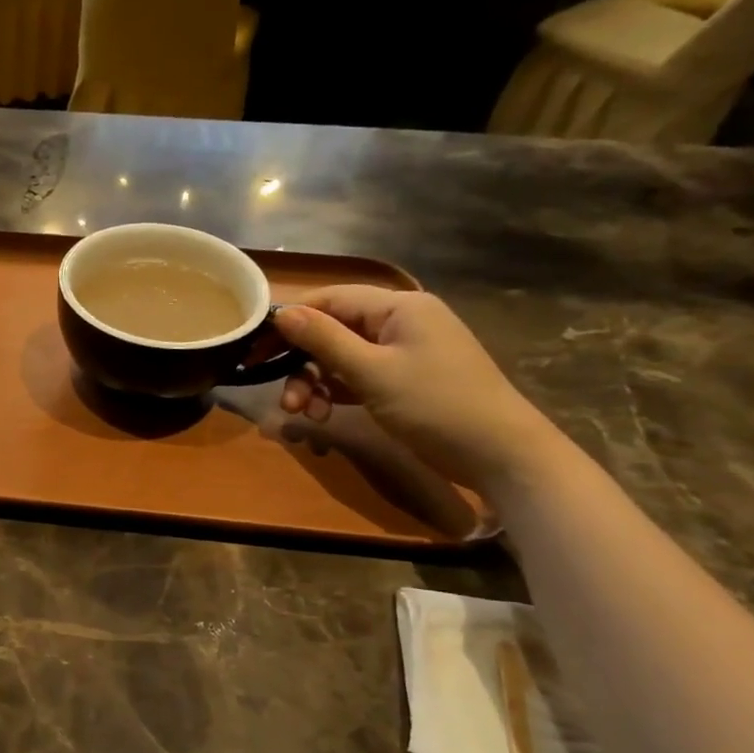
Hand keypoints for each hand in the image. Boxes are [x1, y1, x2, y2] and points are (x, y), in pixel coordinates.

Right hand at [275, 286, 561, 490]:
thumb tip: (280, 313)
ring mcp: (402, 351)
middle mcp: (399, 321)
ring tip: (304, 414)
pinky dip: (335, 392)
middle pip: (331, 330)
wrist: (499, 453)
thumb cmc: (435, 404)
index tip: (254, 348)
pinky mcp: (402, 379)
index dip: (288, 321)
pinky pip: (355, 376)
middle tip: (282, 396)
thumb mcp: (371, 372)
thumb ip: (323, 339)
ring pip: (339, 357)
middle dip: (301, 363)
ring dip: (314, 383)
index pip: (329, 299)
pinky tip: (325, 416)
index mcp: (398, 307)